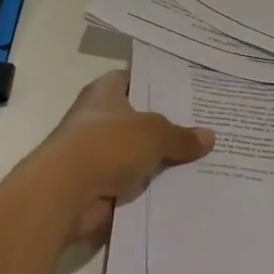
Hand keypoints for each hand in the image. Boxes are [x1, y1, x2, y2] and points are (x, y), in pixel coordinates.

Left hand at [27, 70, 214, 243]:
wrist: (64, 194)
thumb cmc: (106, 145)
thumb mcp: (154, 133)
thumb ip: (181, 136)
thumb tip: (209, 136)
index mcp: (104, 92)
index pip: (133, 79)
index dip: (158, 84)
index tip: (188, 91)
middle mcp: (98, 119)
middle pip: (139, 119)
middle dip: (168, 125)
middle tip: (207, 126)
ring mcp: (97, 154)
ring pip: (138, 154)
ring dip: (161, 160)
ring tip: (205, 160)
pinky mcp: (99, 186)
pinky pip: (134, 183)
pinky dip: (152, 188)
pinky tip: (184, 189)